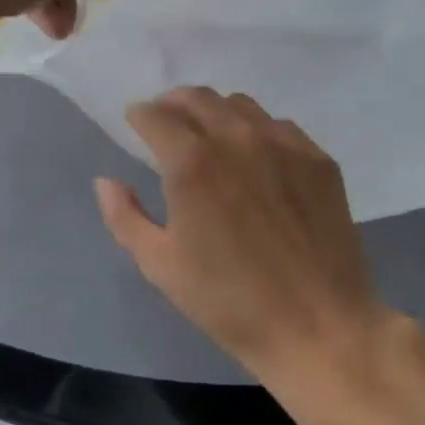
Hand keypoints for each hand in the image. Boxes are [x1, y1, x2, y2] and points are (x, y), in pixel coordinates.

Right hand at [94, 88, 386, 381]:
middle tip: (166, 123)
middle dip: (172, 104)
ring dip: (213, 111)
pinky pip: (278, 125)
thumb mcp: (160, 265)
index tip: (135, 123)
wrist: (318, 327)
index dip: (139, 116)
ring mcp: (283, 144)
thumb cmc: (228, 300)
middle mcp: (236, 138)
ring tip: (209, 135)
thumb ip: (125, 216)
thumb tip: (106, 181)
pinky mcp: (318, 159)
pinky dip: (255, 129)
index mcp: (191, 162)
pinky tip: (255, 156)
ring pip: (238, 105)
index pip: (156, 115)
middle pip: (196, 97)